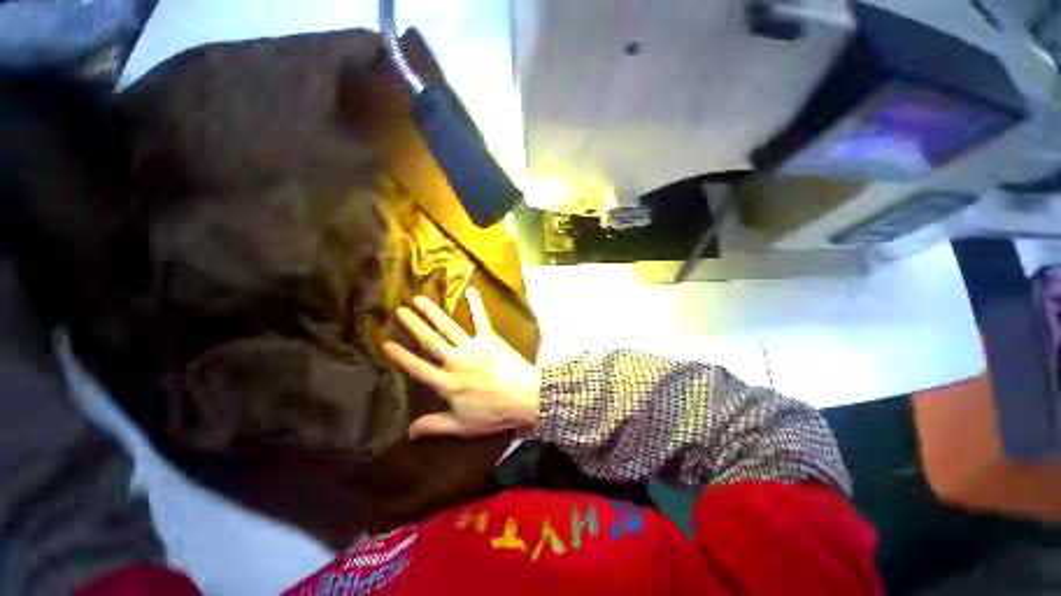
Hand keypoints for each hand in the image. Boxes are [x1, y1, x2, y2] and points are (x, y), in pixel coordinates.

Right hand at [383, 287, 540, 438]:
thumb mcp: (463, 426)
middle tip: (398, 311)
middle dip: (413, 326)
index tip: (386, 342)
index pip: (418, 368)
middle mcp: (456, 361)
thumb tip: (408, 432)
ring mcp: (473, 346)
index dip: (401, 356)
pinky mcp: (490, 338)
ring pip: (448, 327)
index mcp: (447, 383)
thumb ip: (435, 426)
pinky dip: (476, 304)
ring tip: (419, 299)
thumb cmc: (494, 412)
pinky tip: (470, 289)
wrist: (525, 396)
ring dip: (432, 312)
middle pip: (430, 341)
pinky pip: (481, 318)